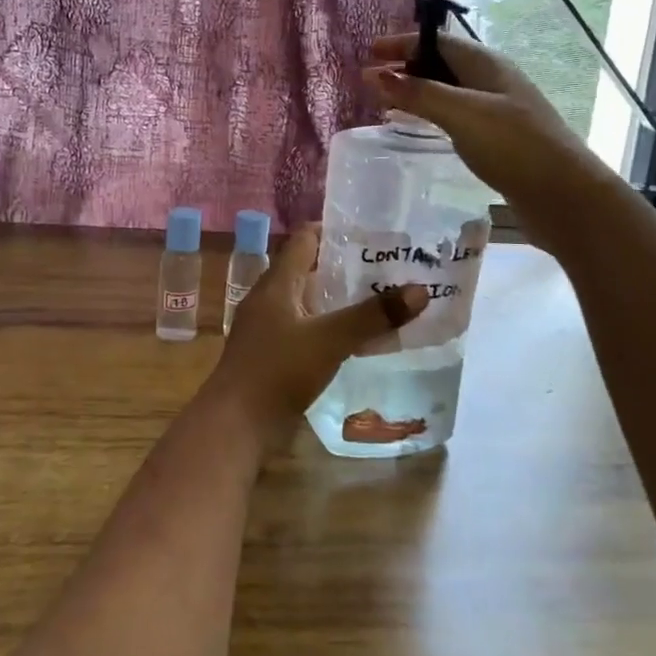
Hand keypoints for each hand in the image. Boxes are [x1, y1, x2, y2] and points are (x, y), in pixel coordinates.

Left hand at [204, 224, 427, 442]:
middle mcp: (269, 299)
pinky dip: (329, 326)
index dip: (334, 230)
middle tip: (385, 267)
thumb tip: (420, 290)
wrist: (235, 425)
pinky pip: (305, 329)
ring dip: (337, 299)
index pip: (304, 239)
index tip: (370, 233)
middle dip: (343, 266)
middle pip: (307, 269)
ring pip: (307, 301)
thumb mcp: (330, 339)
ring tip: (379, 300)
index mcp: (276, 283)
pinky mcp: (271, 355)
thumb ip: (373, 316)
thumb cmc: (278, 370)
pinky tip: (355, 339)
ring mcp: (267, 328)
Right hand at [365, 32, 600, 239]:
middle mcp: (493, 80)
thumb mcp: (461, 114)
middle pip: (443, 63)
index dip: (402, 43)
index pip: (437, 41)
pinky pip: (457, 115)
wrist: (564, 195)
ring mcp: (498, 109)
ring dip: (419, 91)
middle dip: (408, 67)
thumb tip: (375, 73)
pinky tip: (422, 128)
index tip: (369, 52)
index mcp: (486, 64)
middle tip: (372, 80)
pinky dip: (434, 114)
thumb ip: (419, 93)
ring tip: (388, 102)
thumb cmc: (512, 145)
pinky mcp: (499, 137)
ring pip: (450, 90)